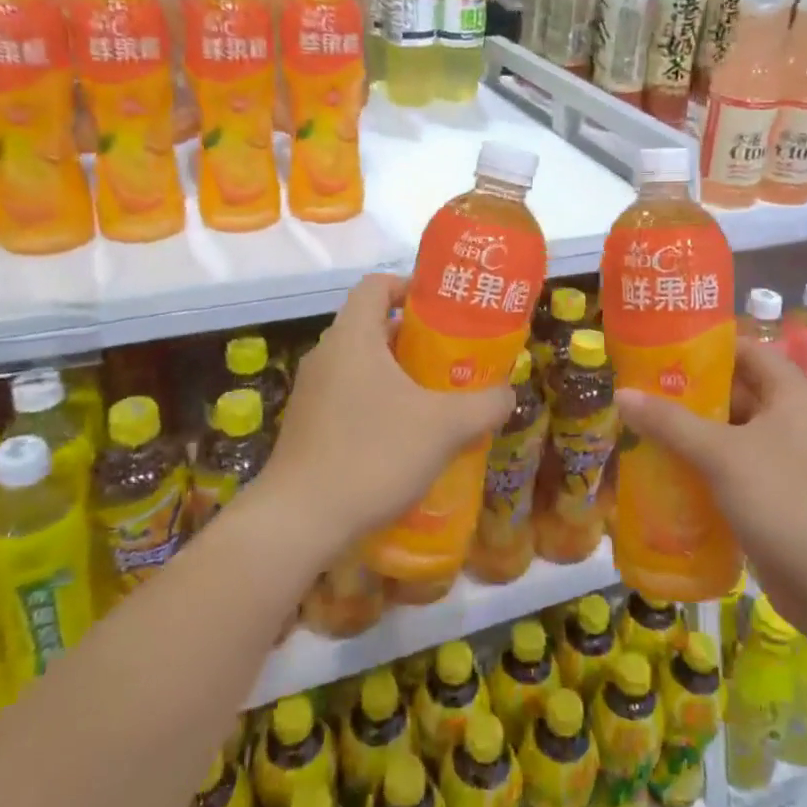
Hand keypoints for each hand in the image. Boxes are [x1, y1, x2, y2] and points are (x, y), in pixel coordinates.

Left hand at [261, 273, 514, 552]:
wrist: (299, 521)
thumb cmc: (373, 455)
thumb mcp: (444, 427)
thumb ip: (484, 405)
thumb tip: (507, 394)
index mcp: (353, 337)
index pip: (376, 285)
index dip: (410, 287)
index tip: (443, 310)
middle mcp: (327, 355)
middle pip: (373, 326)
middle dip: (416, 339)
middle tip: (453, 359)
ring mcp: (312, 392)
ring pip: (363, 366)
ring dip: (400, 376)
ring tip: (437, 400)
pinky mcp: (307, 426)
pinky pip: (350, 397)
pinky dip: (379, 404)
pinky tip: (406, 439)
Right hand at [615, 339, 806, 623]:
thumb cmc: (787, 501)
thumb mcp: (723, 455)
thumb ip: (671, 422)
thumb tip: (621, 394)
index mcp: (791, 396)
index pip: (746, 352)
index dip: (705, 347)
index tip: (659, 349)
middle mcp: (791, 423)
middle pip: (733, 395)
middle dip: (687, 396)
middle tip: (637, 394)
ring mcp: (784, 465)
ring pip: (728, 438)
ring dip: (689, 437)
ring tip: (638, 432)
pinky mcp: (775, 502)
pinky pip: (730, 474)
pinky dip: (700, 472)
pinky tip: (662, 477)